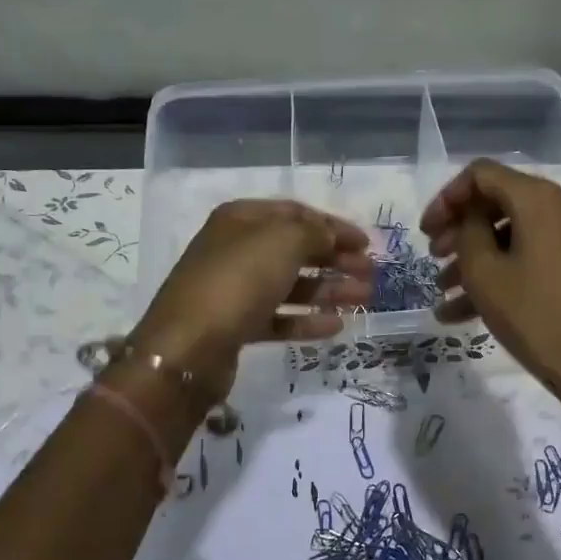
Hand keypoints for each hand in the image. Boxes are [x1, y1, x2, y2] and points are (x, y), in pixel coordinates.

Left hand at [131, 200, 372, 409]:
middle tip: (371, 274)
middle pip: (295, 250)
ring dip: (328, 291)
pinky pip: (279, 318)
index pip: (295, 213)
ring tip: (363, 300)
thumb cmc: (238, 281)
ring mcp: (235, 289)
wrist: (189, 346)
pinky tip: (336, 327)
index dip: (333, 226)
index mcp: (241, 219)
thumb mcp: (282, 242)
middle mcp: (237, 249)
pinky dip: (307, 321)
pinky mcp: (237, 326)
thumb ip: (314, 233)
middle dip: (335, 260)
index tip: (367, 244)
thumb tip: (330, 237)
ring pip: (290, 286)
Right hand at [422, 160, 560, 445]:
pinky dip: (504, 275)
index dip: (446, 199)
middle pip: (500, 203)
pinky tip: (466, 314)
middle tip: (433, 260)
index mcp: (542, 199)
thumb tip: (471, 219)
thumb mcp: (485, 275)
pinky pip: (536, 257)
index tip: (425, 232)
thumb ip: (468, 232)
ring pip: (516, 236)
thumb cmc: (536, 317)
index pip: (482, 174)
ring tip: (444, 294)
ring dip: (477, 261)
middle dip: (460, 232)